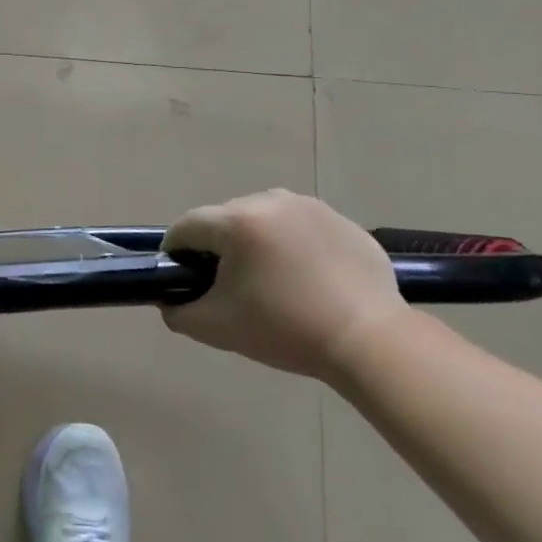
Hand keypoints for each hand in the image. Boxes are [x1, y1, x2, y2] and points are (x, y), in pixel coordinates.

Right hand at [161, 191, 405, 379]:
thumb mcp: (216, 327)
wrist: (372, 342)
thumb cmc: (286, 330)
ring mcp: (309, 206)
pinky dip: (292, 245)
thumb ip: (178, 311)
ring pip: (262, 218)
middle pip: (224, 219)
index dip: (177, 253)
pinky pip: (299, 226)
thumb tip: (169, 299)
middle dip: (219, 247)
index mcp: (237, 221)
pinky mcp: (340, 220)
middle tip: (230, 287)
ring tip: (271, 280)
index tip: (185, 279)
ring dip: (255, 242)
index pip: (187, 226)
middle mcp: (270, 200)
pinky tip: (306, 279)